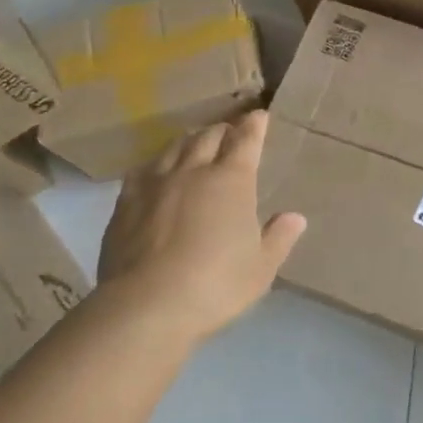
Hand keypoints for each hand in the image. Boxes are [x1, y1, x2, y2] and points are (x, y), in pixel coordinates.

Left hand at [94, 110, 306, 344]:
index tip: (259, 116)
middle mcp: (194, 170)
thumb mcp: (260, 269)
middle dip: (223, 130)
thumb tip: (295, 217)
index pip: (246, 140)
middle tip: (230, 133)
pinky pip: (144, 170)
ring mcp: (156, 183)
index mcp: (232, 181)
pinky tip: (157, 172)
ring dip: (191, 141)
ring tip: (196, 145)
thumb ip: (278, 239)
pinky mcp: (126, 201)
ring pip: (175, 146)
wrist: (145, 306)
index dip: (255, 125)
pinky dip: (158, 164)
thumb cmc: (214, 285)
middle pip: (209, 136)